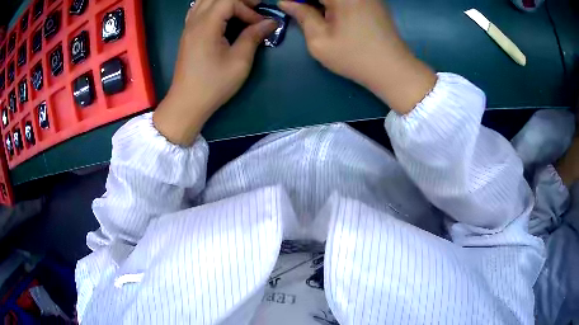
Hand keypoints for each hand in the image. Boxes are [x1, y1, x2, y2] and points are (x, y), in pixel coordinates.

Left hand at [153, 0, 276, 145]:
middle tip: (254, 9)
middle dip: (238, 1)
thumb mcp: (239, 61)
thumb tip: (270, 22)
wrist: (187, 103)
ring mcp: (188, 27)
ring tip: (240, 10)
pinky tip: (222, 16)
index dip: (248, 8)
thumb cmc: (213, 84)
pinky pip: (198, 9)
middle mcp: (194, 21)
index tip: (259, 24)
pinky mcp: (187, 34)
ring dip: (225, 2)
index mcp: (206, 26)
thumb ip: (253, 36)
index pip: (229, 1)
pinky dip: (212, 7)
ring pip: (205, 1)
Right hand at [279, 0, 436, 113]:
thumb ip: (302, 15)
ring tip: (312, 14)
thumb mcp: (320, 40)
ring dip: (320, 4)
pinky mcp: (372, 1)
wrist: (393, 70)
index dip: (296, 0)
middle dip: (308, 2)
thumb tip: (286, 2)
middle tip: (298, 11)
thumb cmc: (354, 57)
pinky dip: (333, 4)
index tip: (287, 7)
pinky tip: (329, 14)